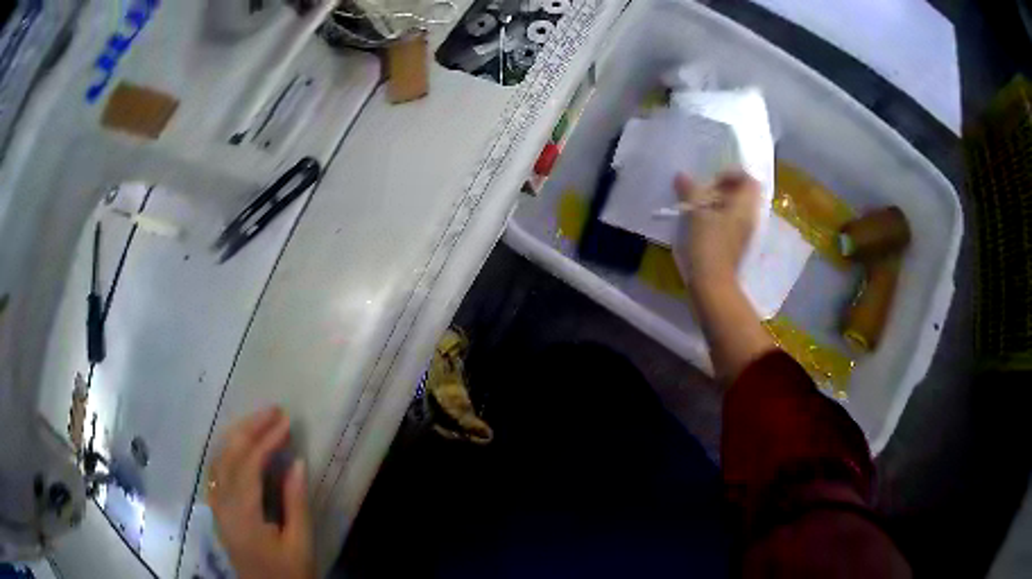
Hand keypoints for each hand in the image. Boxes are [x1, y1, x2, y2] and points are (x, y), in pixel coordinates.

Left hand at [208, 408, 314, 578]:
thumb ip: (296, 503)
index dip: (266, 440)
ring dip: (237, 436)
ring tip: (260, 421)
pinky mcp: (218, 510)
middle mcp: (222, 505)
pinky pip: (217, 471)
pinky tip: (241, 447)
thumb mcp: (300, 544)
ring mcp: (216, 507)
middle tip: (274, 411)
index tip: (286, 422)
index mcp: (242, 515)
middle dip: (249, 428)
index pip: (248, 465)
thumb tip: (297, 462)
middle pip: (228, 455)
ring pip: (218, 460)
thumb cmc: (289, 574)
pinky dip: (229, 451)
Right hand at [673, 171, 761, 289]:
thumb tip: (681, 175)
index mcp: (745, 206)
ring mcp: (744, 232)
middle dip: (723, 188)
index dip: (732, 174)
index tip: (712, 180)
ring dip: (719, 202)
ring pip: (736, 208)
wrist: (712, 283)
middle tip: (703, 191)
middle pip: (742, 193)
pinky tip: (701, 222)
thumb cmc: (708, 244)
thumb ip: (690, 190)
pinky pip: (731, 221)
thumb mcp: (696, 213)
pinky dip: (718, 216)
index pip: (749, 179)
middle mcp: (750, 216)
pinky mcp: (736, 243)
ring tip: (699, 206)